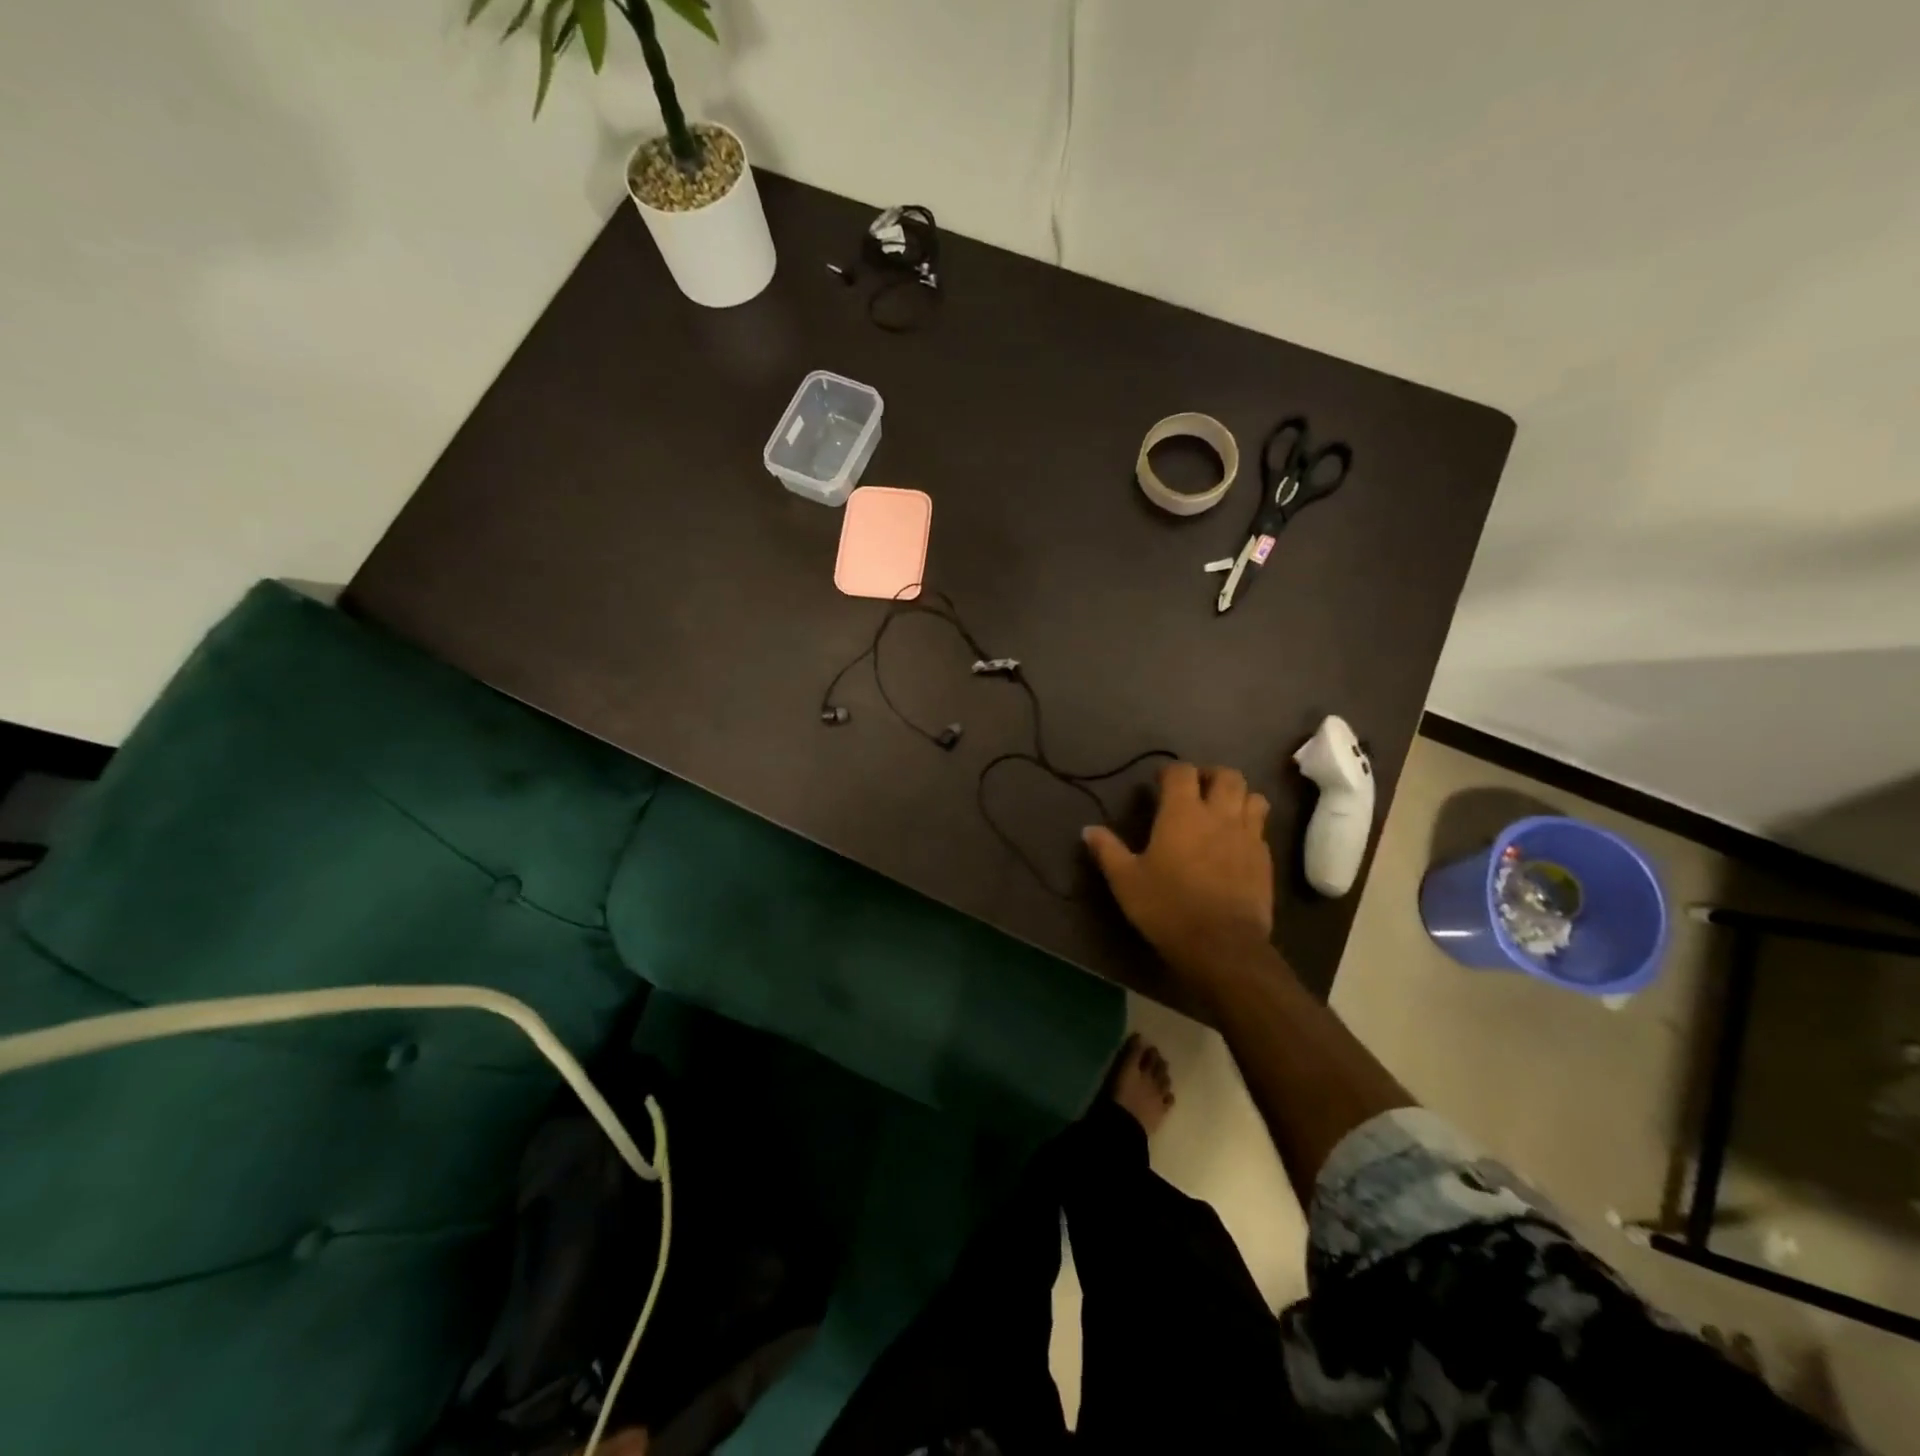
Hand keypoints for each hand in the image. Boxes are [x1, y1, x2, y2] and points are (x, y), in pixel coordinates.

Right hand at [1083, 762, 1273, 989]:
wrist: (1222, 945)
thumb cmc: (1168, 907)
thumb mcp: (1126, 881)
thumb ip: (1108, 851)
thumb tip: (1088, 830)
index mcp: (1183, 813)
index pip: (1182, 772)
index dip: (1171, 771)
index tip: (1160, 782)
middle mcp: (1219, 815)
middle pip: (1227, 775)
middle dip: (1211, 775)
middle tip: (1197, 789)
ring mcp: (1248, 835)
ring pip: (1254, 797)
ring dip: (1238, 796)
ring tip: (1223, 810)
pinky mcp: (1265, 859)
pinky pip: (1261, 828)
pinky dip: (1250, 825)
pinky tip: (1236, 843)